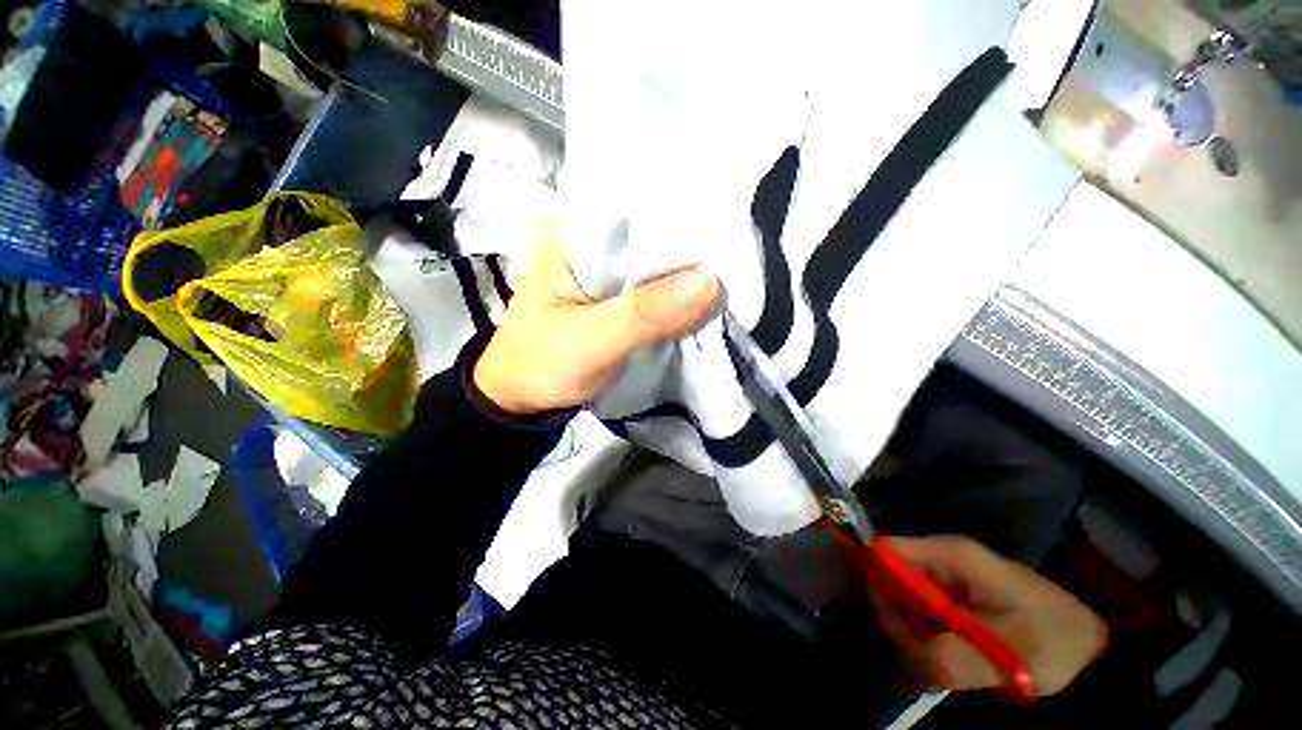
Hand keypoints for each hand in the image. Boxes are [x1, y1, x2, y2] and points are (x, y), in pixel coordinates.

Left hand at [474, 221, 721, 414]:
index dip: (682, 212)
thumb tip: (711, 282)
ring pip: (657, 262)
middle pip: (652, 233)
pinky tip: (708, 294)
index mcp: (572, 234)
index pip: (636, 205)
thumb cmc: (542, 366)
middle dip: (692, 244)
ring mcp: (606, 272)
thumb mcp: (591, 341)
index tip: (729, 219)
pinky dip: (679, 295)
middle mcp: (592, 243)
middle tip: (742, 248)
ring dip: (689, 272)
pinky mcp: (619, 298)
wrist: (525, 401)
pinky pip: (656, 289)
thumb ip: (645, 315)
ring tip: (736, 268)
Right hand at [873, 536, 1107, 696]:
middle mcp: (939, 558)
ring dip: (913, 634)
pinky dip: (924, 638)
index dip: (876, 582)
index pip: (885, 551)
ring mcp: (944, 576)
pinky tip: (947, 658)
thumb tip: (909, 656)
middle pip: (888, 577)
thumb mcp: (1006, 655)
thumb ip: (952, 656)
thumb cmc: (1051, 640)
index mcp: (950, 554)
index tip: (895, 628)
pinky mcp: (949, 595)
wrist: (1088, 650)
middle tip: (927, 658)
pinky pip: (916, 611)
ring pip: (900, 598)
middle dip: (899, 619)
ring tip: (944, 663)